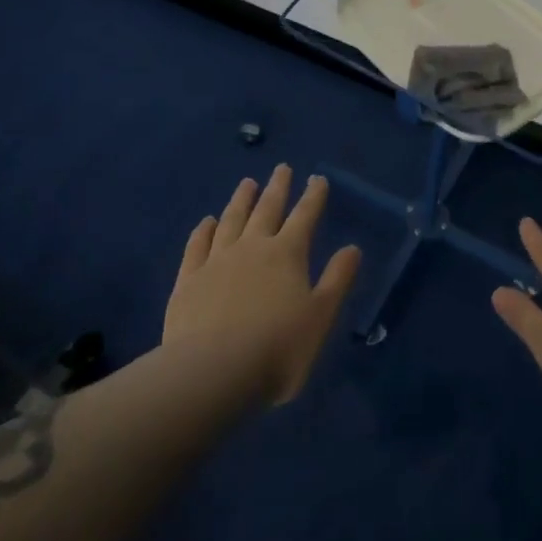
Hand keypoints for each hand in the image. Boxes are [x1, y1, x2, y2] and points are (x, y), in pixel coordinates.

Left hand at [163, 165, 361, 405]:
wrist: (212, 372)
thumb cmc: (277, 348)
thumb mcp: (320, 317)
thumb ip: (337, 280)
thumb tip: (353, 247)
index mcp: (287, 254)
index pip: (304, 216)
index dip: (313, 197)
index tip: (318, 178)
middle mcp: (252, 247)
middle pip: (266, 210)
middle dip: (278, 188)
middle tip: (282, 168)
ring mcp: (216, 261)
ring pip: (231, 220)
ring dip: (241, 200)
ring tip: (247, 183)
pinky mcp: (188, 281)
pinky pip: (197, 246)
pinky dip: (203, 230)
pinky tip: (206, 222)